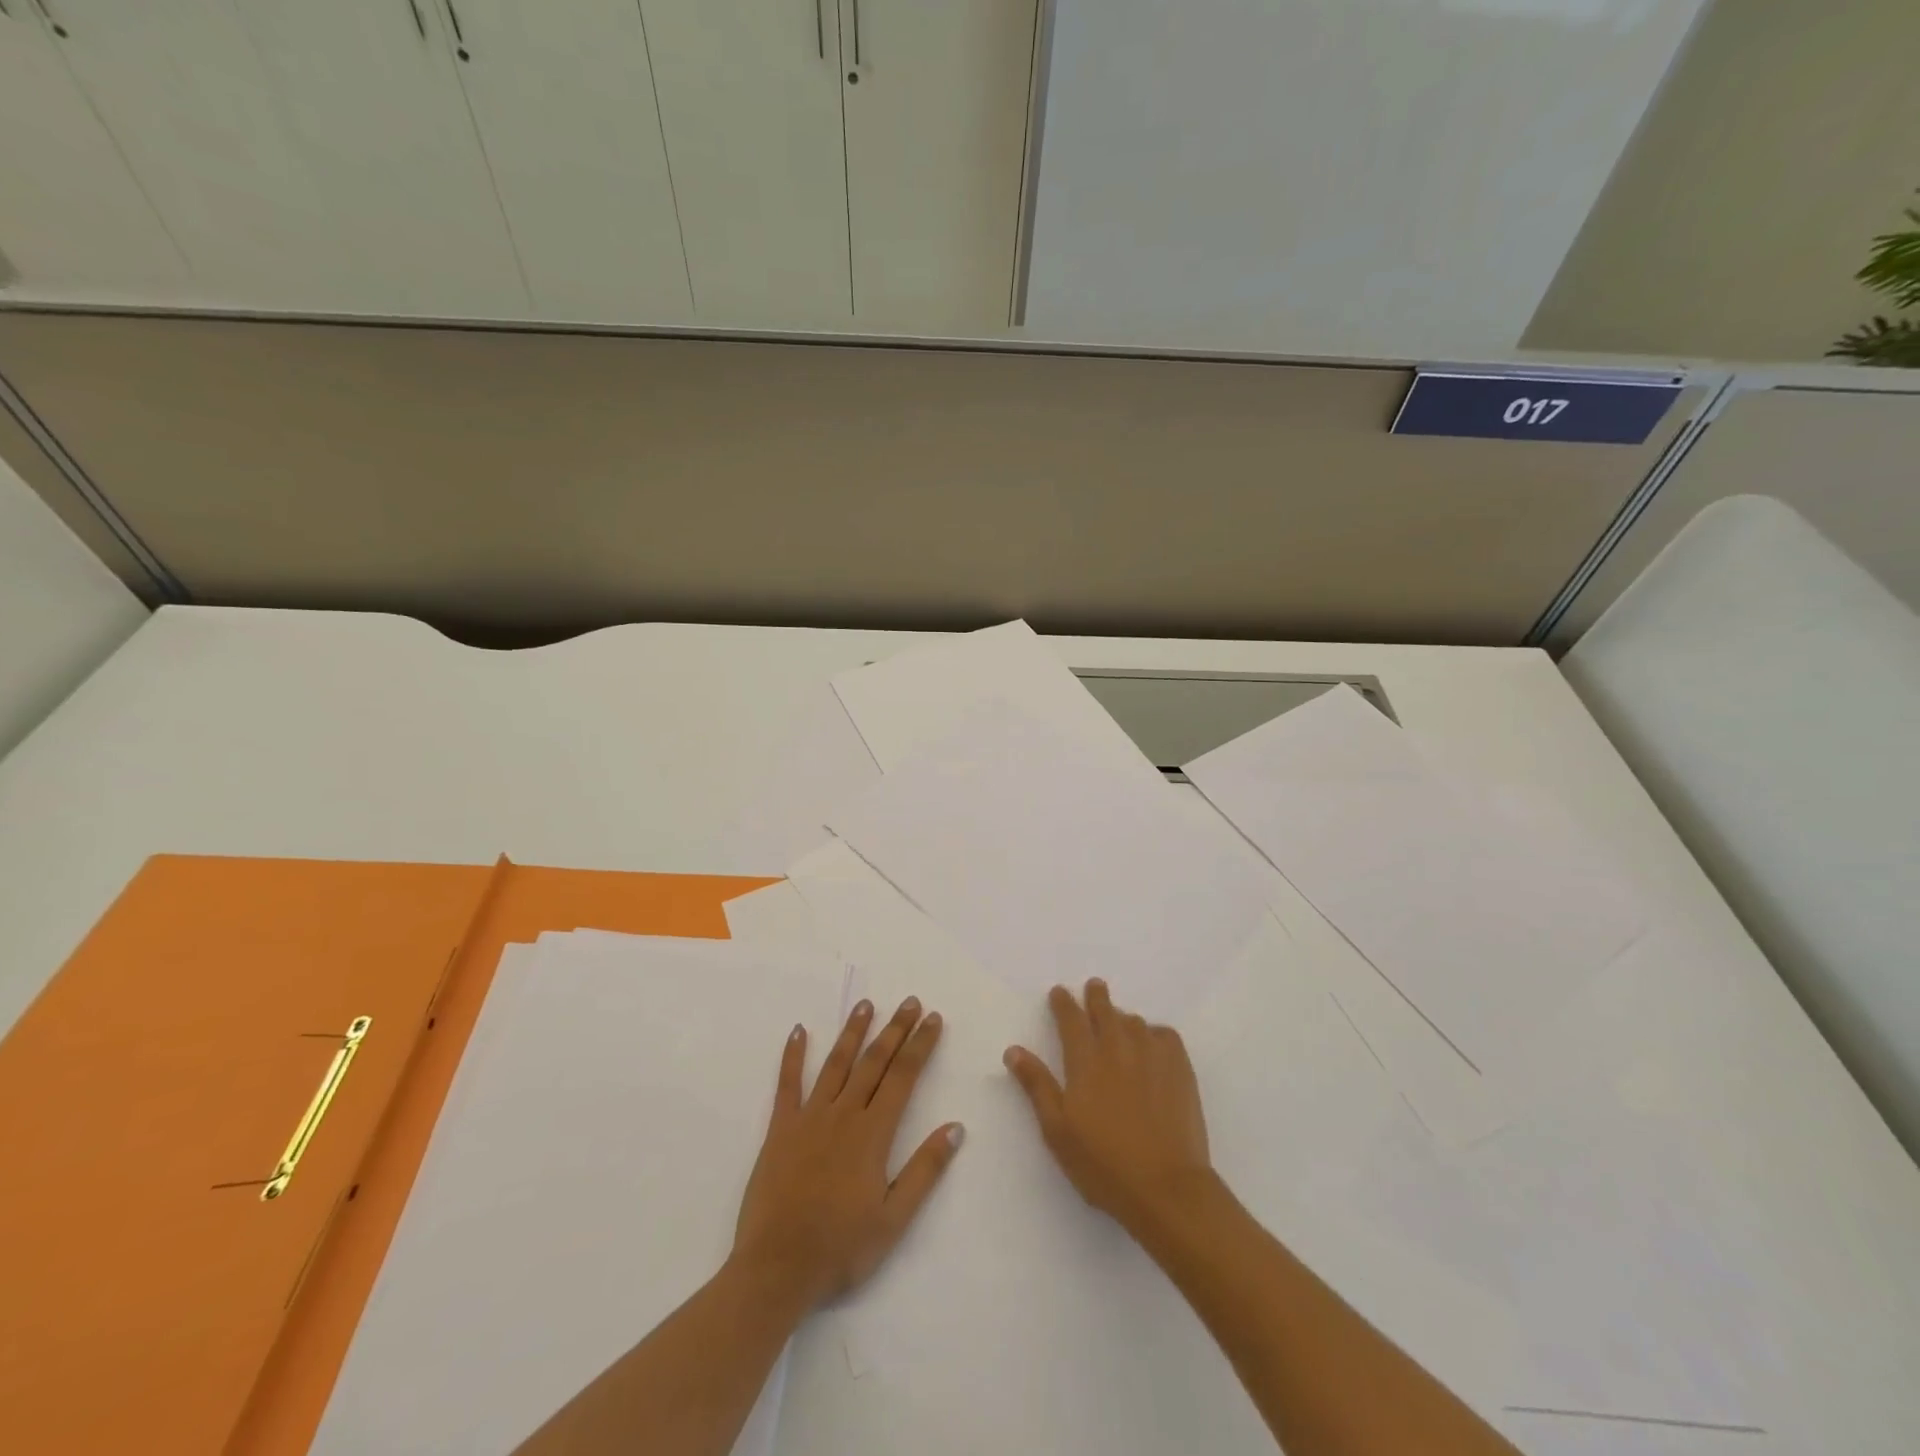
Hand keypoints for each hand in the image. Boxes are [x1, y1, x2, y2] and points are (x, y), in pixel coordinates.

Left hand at [732, 997, 962, 1308]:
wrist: (777, 1268)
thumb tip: (955, 1127)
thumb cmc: (841, 1248)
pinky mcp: (780, 1129)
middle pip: (874, 1062)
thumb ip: (925, 1170)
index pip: (903, 1077)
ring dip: (853, 1032)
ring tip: (866, 1004)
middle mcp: (844, 1114)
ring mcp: (809, 1117)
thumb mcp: (894, 1219)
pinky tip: (798, 1031)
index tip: (933, 1019)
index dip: (920, 1045)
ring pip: (836, 1064)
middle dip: (895, 1029)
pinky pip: (787, 1084)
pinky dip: (793, 1055)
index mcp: (873, 1133)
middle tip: (910, 1002)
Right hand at [1004, 979, 1213, 1233]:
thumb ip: (1037, 1085)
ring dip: (1122, 1017)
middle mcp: (1118, 1047)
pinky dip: (1154, 1033)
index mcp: (1085, 1060)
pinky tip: (1152, 1043)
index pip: (1071, 1018)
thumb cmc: (1103, 1164)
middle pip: (1105, 1009)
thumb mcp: (1057, 1130)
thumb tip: (1013, 1050)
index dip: (1063, 1002)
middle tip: (1094, 987)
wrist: (1166, 1187)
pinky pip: (1165, 1035)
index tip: (1059, 992)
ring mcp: (1152, 1055)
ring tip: (1119, 1022)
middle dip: (1096, 996)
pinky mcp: (1180, 1068)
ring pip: (1134, 1021)